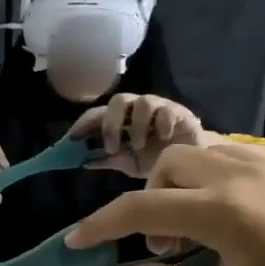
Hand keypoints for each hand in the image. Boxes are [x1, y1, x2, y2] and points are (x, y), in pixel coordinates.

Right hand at [64, 143, 264, 265]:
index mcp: (223, 214)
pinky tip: (227, 211)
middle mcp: (241, 175)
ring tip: (193, 229)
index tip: (76, 242)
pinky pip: (234, 155)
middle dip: (147, 202)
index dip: (101, 226)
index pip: (141, 209)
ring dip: (178, 186)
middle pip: (167, 166)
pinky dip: (212, 176)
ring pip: (199, 152)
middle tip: (162, 248)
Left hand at [68, 94, 205, 176]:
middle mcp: (136, 109)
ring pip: (142, 102)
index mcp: (121, 120)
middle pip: (117, 101)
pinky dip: (161, 123)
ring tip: (139, 146)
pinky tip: (163, 137)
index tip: (72, 139)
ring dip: (136, 126)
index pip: (97, 115)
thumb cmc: (157, 158)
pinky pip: (167, 110)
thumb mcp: (130, 163)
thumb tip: (85, 161)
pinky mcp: (179, 112)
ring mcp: (158, 107)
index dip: (83, 124)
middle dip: (110, 124)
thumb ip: (111, 160)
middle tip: (111, 147)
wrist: (192, 161)